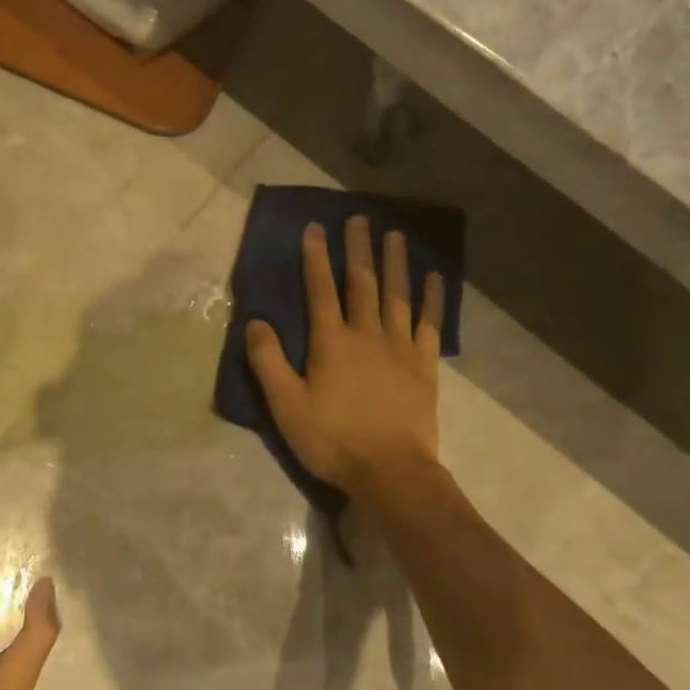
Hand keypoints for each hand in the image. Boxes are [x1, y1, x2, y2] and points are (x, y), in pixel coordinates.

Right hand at [247, 216, 443, 496]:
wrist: (391, 472)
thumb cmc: (333, 440)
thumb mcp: (286, 405)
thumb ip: (269, 362)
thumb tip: (256, 321)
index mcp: (331, 342)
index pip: (320, 290)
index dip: (316, 258)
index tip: (315, 228)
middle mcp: (367, 335)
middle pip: (362, 283)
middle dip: (357, 249)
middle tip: (358, 218)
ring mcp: (400, 348)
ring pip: (397, 296)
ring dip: (395, 263)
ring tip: (395, 235)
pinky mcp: (424, 366)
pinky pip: (430, 324)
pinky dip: (432, 299)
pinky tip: (433, 279)